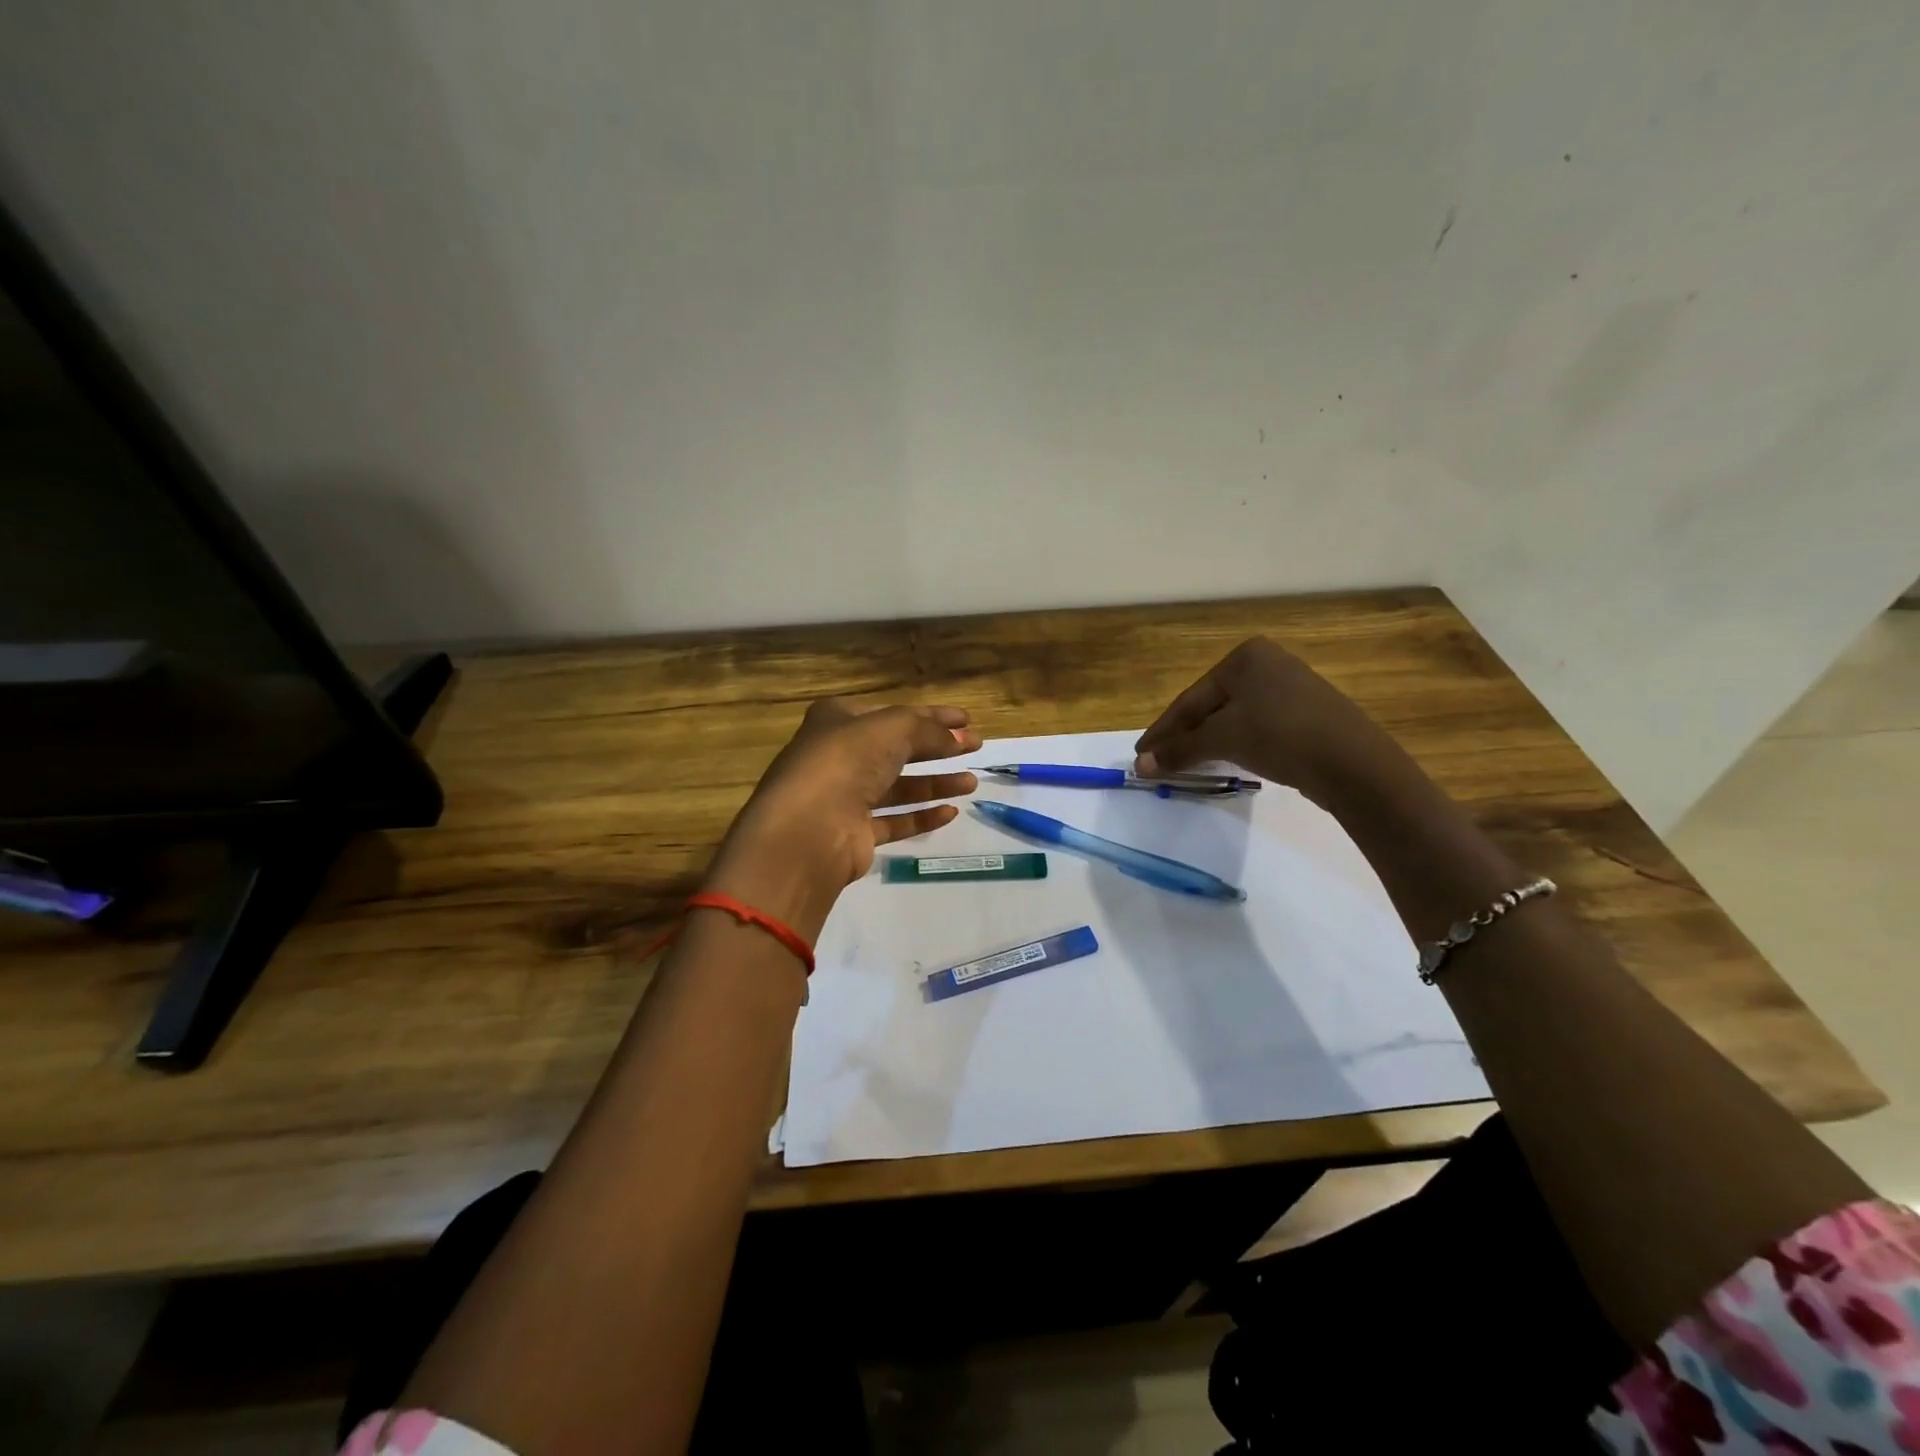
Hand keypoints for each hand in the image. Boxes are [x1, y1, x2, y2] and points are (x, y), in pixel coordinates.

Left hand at [704, 699, 980, 939]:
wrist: (809, 828)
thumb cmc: (847, 761)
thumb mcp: (893, 728)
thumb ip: (930, 730)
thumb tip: (959, 737)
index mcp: (838, 719)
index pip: (894, 713)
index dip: (932, 715)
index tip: (967, 720)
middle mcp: (838, 755)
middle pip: (897, 748)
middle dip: (937, 748)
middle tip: (975, 747)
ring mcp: (844, 797)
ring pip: (898, 786)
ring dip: (935, 783)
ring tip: (971, 782)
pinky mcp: (854, 834)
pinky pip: (895, 820)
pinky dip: (922, 816)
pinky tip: (950, 812)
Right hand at [1133, 638, 1389, 807]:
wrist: (1353, 763)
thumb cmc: (1280, 735)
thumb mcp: (1223, 739)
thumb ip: (1178, 750)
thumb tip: (1139, 766)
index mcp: (1245, 657)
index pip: (1190, 699)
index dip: (1162, 730)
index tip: (1140, 754)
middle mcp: (1268, 664)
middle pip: (1210, 707)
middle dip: (1183, 737)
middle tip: (1157, 763)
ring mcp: (1290, 689)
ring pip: (1233, 718)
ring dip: (1206, 743)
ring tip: (1184, 765)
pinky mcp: (1305, 715)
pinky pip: (1256, 727)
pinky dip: (1234, 744)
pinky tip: (1223, 761)